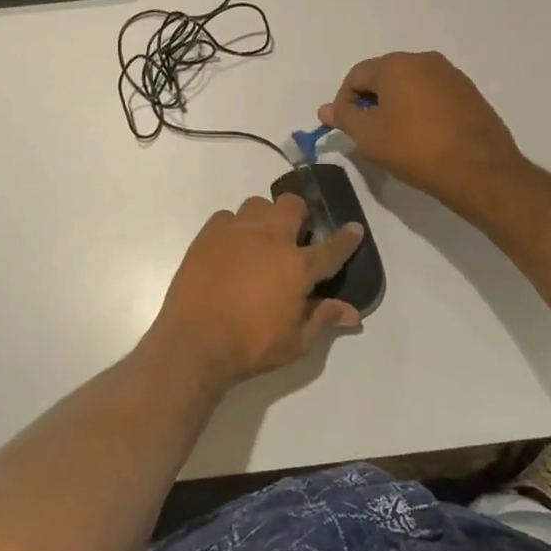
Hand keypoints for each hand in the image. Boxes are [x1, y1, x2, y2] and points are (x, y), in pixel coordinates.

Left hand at [145, 194, 363, 387]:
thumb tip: (351, 312)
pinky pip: (226, 217)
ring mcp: (236, 232)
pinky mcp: (208, 234)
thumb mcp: (296, 342)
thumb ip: (322, 318)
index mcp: (296, 266)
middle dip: (299, 214)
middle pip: (291, 206)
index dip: (346, 238)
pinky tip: (231, 247)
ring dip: (265, 217)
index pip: (331, 248)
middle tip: (296, 235)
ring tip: (261, 239)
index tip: (354, 228)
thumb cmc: (251, 345)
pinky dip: (233, 227)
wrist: (195, 341)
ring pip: (257, 205)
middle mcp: (269, 238)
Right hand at [320, 52, 529, 219]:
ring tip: (396, 136)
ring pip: (409, 84)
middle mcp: (424, 60)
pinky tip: (423, 136)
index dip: (344, 101)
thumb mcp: (369, 136)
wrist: (480, 171)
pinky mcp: (469, 92)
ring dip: (396, 104)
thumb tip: (326, 109)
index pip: (356, 76)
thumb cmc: (415, 149)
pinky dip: (420, 109)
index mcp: (396, 65)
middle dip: (371, 101)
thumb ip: (344, 118)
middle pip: (383, 76)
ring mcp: (451, 75)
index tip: (347, 127)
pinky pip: (432, 94)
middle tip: (369, 132)